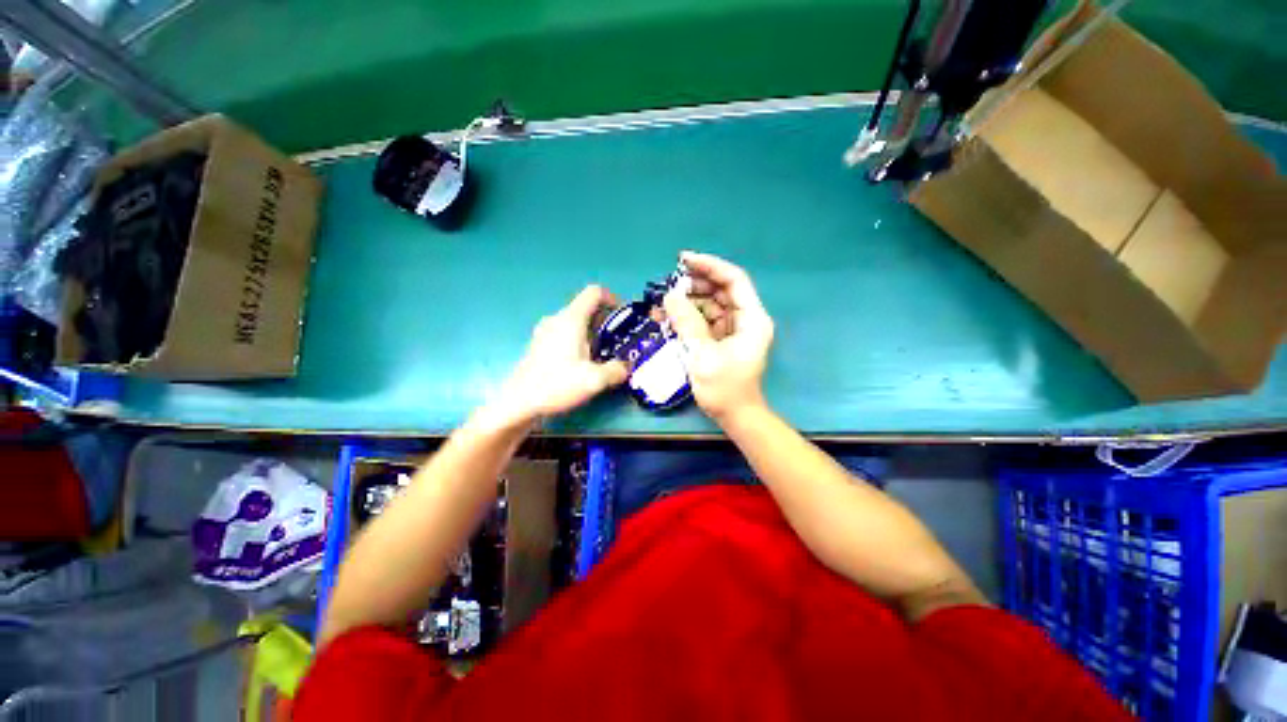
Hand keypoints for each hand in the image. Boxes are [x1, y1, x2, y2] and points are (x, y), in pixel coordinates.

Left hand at [494, 286, 628, 424]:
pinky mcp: (538, 346)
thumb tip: (625, 367)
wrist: (520, 402)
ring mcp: (544, 332)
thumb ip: (616, 370)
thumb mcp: (594, 380)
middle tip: (616, 342)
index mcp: (571, 319)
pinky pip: (562, 336)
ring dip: (590, 334)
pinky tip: (579, 366)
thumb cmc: (557, 385)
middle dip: (603, 322)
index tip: (622, 317)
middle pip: (585, 308)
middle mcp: (556, 319)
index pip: (594, 293)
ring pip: (573, 324)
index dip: (612, 299)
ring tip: (600, 356)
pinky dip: (575, 343)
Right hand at [662, 251, 773, 423]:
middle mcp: (747, 318)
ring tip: (664, 300)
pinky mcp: (724, 339)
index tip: (683, 260)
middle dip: (696, 282)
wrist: (736, 417)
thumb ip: (687, 322)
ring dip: (690, 298)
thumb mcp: (703, 355)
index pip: (734, 280)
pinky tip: (669, 315)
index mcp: (752, 318)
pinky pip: (707, 318)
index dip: (710, 265)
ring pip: (713, 302)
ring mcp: (736, 328)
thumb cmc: (725, 389)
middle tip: (669, 281)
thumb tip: (670, 296)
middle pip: (723, 288)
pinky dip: (690, 314)